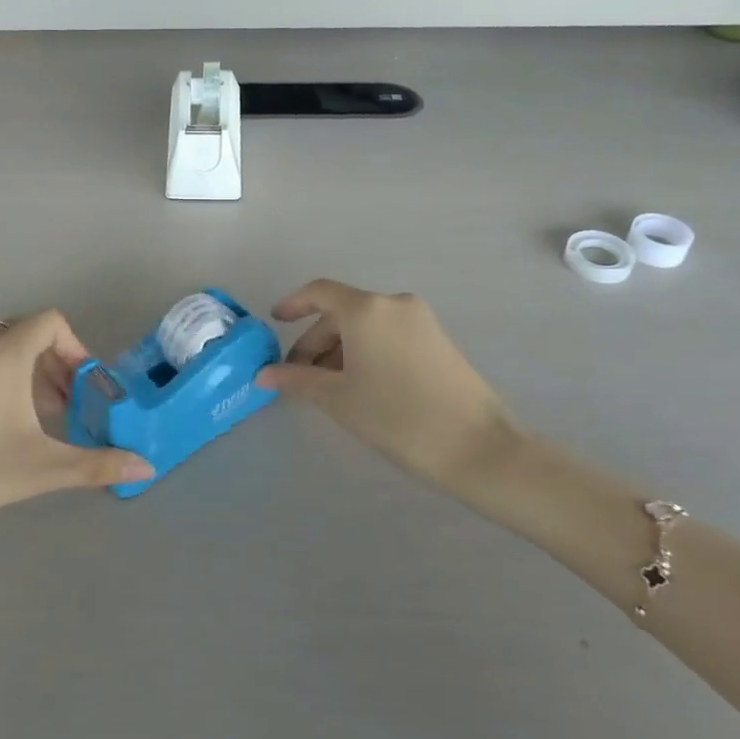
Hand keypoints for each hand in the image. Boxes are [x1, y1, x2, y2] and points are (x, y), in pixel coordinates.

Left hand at [0, 314, 149, 568]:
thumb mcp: (41, 469)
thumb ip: (97, 465)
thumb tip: (147, 468)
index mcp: (4, 355)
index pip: (50, 321)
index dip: (76, 347)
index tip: (86, 386)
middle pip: (28, 333)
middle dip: (56, 363)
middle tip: (69, 405)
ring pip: (2, 349)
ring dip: (30, 373)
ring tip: (42, 420)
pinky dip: (3, 380)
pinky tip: (3, 428)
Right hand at [256, 281, 515, 483]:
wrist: (476, 446)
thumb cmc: (397, 417)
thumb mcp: (338, 399)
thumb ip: (297, 380)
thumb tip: (264, 375)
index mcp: (366, 309)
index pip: (319, 292)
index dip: (293, 304)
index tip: (275, 322)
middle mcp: (394, 304)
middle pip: (342, 313)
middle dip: (315, 341)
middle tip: (298, 377)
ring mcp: (420, 320)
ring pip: (366, 326)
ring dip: (340, 349)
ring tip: (327, 388)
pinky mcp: (437, 340)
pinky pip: (388, 335)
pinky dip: (366, 352)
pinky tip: (360, 385)